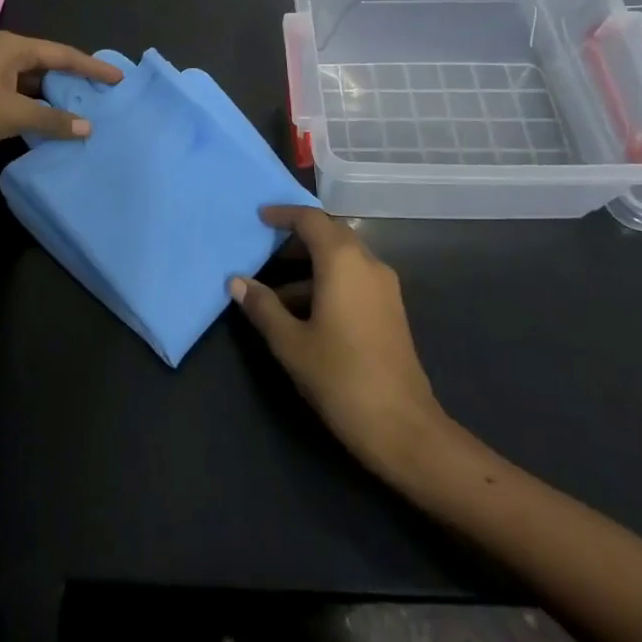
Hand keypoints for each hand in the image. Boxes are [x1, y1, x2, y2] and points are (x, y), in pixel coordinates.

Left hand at [0, 32, 123, 164]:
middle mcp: (5, 53)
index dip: (92, 67)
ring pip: (35, 80)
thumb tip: (87, 128)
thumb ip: (53, 119)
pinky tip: (53, 119)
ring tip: (84, 107)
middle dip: (75, 79)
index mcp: (14, 47)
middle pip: (50, 63)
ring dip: (56, 94)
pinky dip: (39, 104)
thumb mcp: (15, 114)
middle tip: (103, 92)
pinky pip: (23, 93)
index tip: (117, 77)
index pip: (63, 54)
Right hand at [231, 206, 469, 487]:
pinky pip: (355, 278)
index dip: (284, 214)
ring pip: (343, 258)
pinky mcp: (391, 309)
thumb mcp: (291, 343)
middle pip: (330, 233)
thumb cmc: (341, 378)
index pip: (311, 219)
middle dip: (298, 237)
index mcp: (342, 261)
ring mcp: (384, 286)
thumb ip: (263, 307)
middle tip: (266, 248)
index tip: (260, 217)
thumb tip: (237, 281)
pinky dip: (329, 281)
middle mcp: (367, 263)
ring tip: (277, 292)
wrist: (404, 427)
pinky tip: (306, 313)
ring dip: (311, 265)